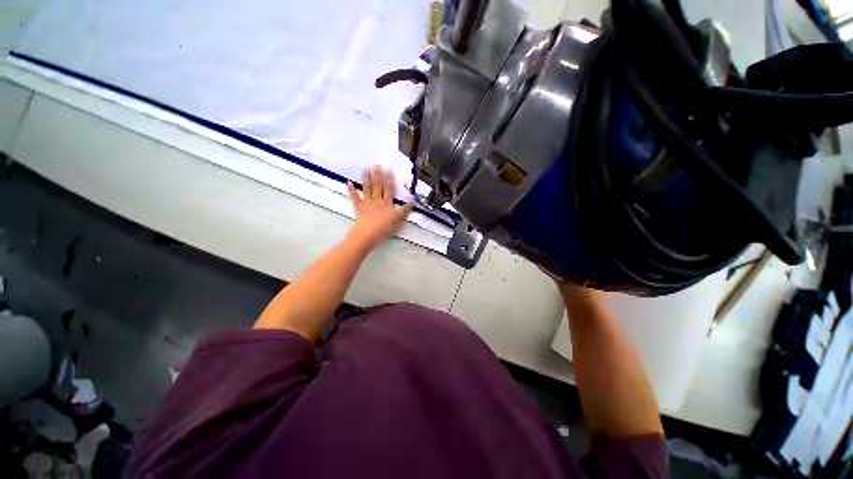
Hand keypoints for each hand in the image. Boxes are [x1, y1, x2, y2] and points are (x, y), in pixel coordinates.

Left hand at [346, 166, 413, 248]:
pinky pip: (355, 197)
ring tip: (366, 169)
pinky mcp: (359, 207)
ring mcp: (367, 203)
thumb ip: (404, 210)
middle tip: (376, 165)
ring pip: (367, 189)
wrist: (368, 234)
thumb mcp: (397, 220)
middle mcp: (377, 200)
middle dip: (378, 175)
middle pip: (378, 186)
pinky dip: (351, 190)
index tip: (389, 170)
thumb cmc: (384, 228)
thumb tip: (413, 202)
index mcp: (387, 203)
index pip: (389, 189)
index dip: (389, 180)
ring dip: (367, 179)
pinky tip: (349, 182)